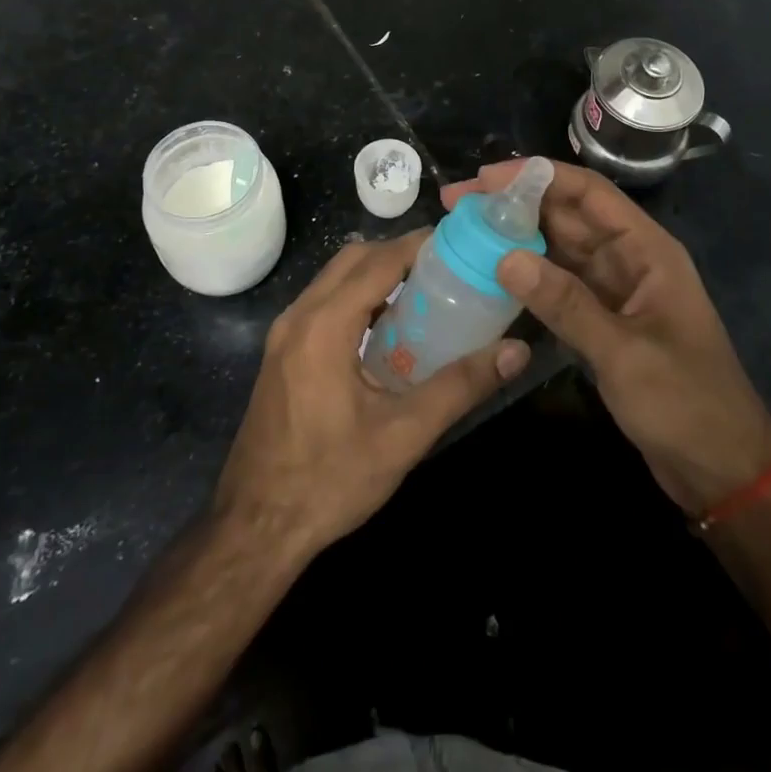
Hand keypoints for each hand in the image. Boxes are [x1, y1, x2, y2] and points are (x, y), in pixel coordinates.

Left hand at [215, 230, 529, 555]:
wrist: (254, 528)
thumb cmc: (329, 480)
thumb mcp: (403, 435)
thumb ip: (460, 387)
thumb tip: (516, 352)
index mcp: (324, 325)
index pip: (378, 261)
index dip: (418, 245)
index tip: (458, 242)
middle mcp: (299, 316)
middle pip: (353, 259)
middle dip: (398, 254)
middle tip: (445, 268)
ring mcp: (284, 334)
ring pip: (334, 279)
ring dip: (376, 274)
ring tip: (424, 293)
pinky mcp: (281, 353)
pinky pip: (323, 303)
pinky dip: (356, 297)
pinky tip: (387, 330)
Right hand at [442, 162, 770, 515]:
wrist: (722, 469)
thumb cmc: (686, 403)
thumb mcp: (624, 353)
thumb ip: (566, 304)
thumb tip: (505, 258)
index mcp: (646, 249)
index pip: (588, 192)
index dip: (536, 177)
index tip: (484, 179)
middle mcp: (628, 258)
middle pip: (566, 214)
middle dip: (514, 204)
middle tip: (457, 203)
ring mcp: (613, 288)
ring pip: (558, 247)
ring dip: (515, 237)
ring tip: (463, 231)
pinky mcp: (601, 318)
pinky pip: (558, 283)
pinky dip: (526, 276)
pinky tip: (490, 274)